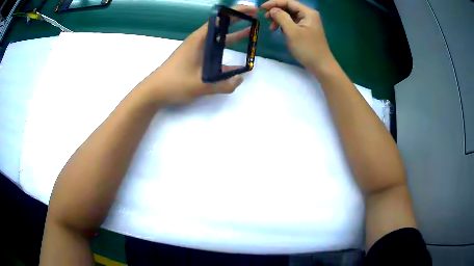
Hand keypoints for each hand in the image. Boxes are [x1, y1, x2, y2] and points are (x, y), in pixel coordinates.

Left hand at [141, 6, 257, 104]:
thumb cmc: (174, 83)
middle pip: (221, 26)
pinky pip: (213, 52)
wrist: (154, 91)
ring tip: (250, 34)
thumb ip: (223, 84)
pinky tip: (235, 62)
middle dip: (238, 21)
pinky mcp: (194, 58)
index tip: (252, 10)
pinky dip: (225, 52)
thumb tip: (240, 79)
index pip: (220, 19)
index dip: (236, 12)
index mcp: (199, 40)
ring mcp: (196, 50)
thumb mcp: (200, 85)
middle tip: (255, 18)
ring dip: (233, 36)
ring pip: (218, 39)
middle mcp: (199, 41)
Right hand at [261, 0, 335, 72]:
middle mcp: (309, 15)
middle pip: (289, 8)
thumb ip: (281, 17)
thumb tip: (272, 10)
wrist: (321, 66)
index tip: (261, 8)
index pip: (288, 2)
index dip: (274, 3)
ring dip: (279, 19)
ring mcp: (308, 23)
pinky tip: (280, 31)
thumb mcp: (292, 31)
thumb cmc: (307, 48)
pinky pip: (293, 23)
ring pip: (290, 16)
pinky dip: (285, 25)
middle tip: (266, 19)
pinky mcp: (306, 30)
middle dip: (276, 11)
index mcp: (308, 13)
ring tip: (272, 28)